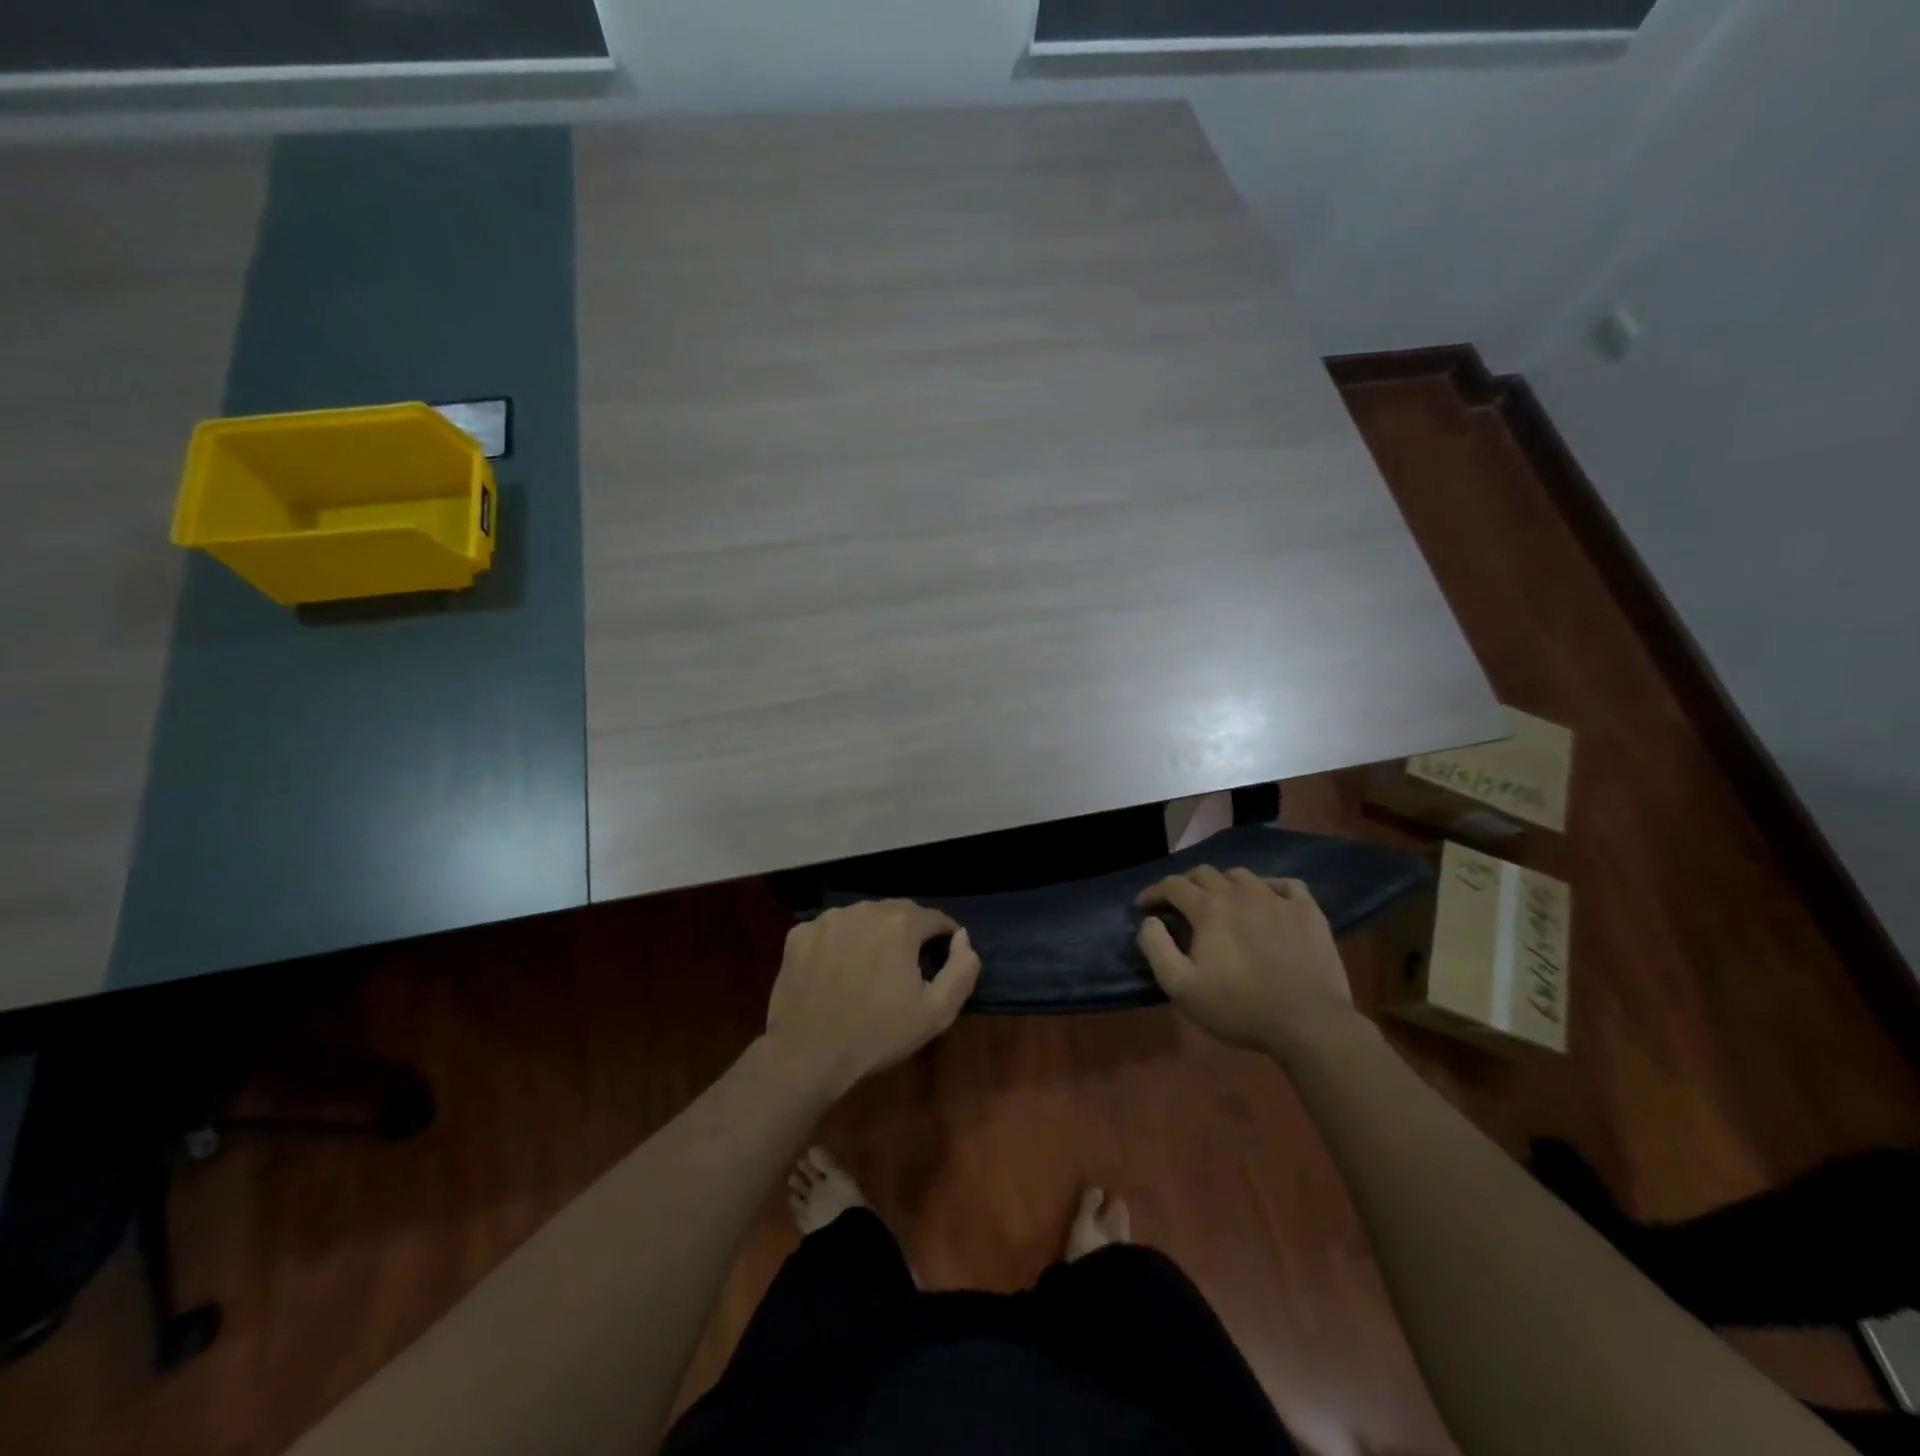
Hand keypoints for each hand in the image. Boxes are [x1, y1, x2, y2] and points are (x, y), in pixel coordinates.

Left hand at [765, 901, 980, 1097]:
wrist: (807, 1055)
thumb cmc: (878, 1035)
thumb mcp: (937, 1012)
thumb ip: (961, 970)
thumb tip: (962, 938)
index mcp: (901, 923)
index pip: (935, 918)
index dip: (944, 936)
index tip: (942, 956)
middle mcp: (865, 909)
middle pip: (898, 912)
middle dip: (909, 932)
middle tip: (907, 964)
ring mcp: (828, 919)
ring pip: (862, 918)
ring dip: (873, 934)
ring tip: (871, 966)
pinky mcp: (800, 934)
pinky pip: (830, 930)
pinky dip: (839, 942)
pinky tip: (837, 970)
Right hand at [1135, 867, 1354, 1050]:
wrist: (1309, 1024)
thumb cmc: (1239, 1008)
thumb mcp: (1181, 987)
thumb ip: (1156, 948)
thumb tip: (1149, 921)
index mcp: (1208, 908)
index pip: (1173, 885)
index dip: (1153, 892)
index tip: (1143, 906)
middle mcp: (1240, 893)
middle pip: (1205, 873)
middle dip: (1186, 884)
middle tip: (1179, 904)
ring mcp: (1277, 899)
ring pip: (1242, 876)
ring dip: (1224, 884)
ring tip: (1222, 903)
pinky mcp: (1308, 911)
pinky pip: (1286, 884)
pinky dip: (1269, 887)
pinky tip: (1268, 901)